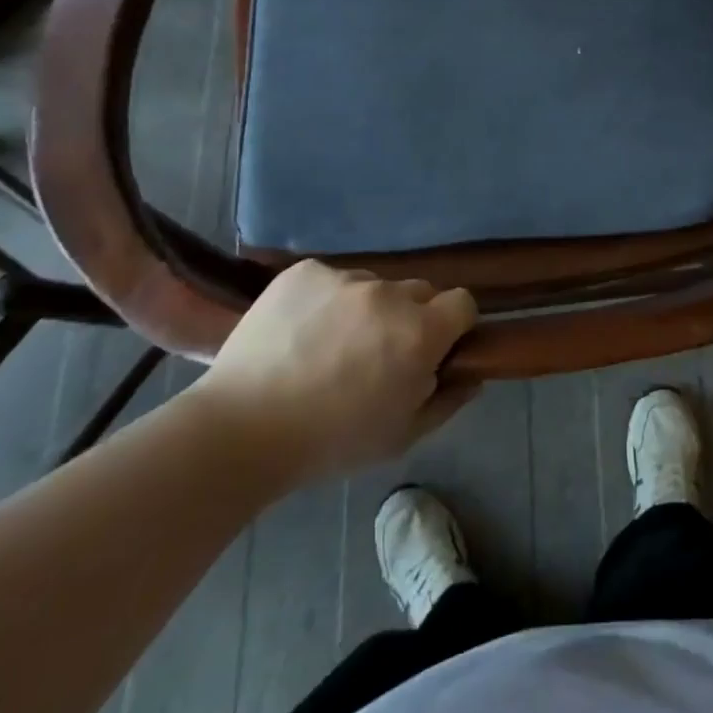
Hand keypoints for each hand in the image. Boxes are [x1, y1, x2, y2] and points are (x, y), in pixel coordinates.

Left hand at [190, 261, 478, 487]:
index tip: (434, 350)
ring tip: (331, 345)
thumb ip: (447, 400)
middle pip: (419, 292)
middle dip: (410, 318)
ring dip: (367, 309)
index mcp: (419, 333)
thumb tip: (473, 376)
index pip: (462, 303)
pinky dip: (326, 300)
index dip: (453, 326)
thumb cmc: (330, 441)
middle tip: (379, 354)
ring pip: (374, 286)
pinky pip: (332, 279)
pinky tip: (302, 332)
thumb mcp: (401, 436)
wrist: (240, 428)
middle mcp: (389, 294)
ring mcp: (344, 278)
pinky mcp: (305, 271)